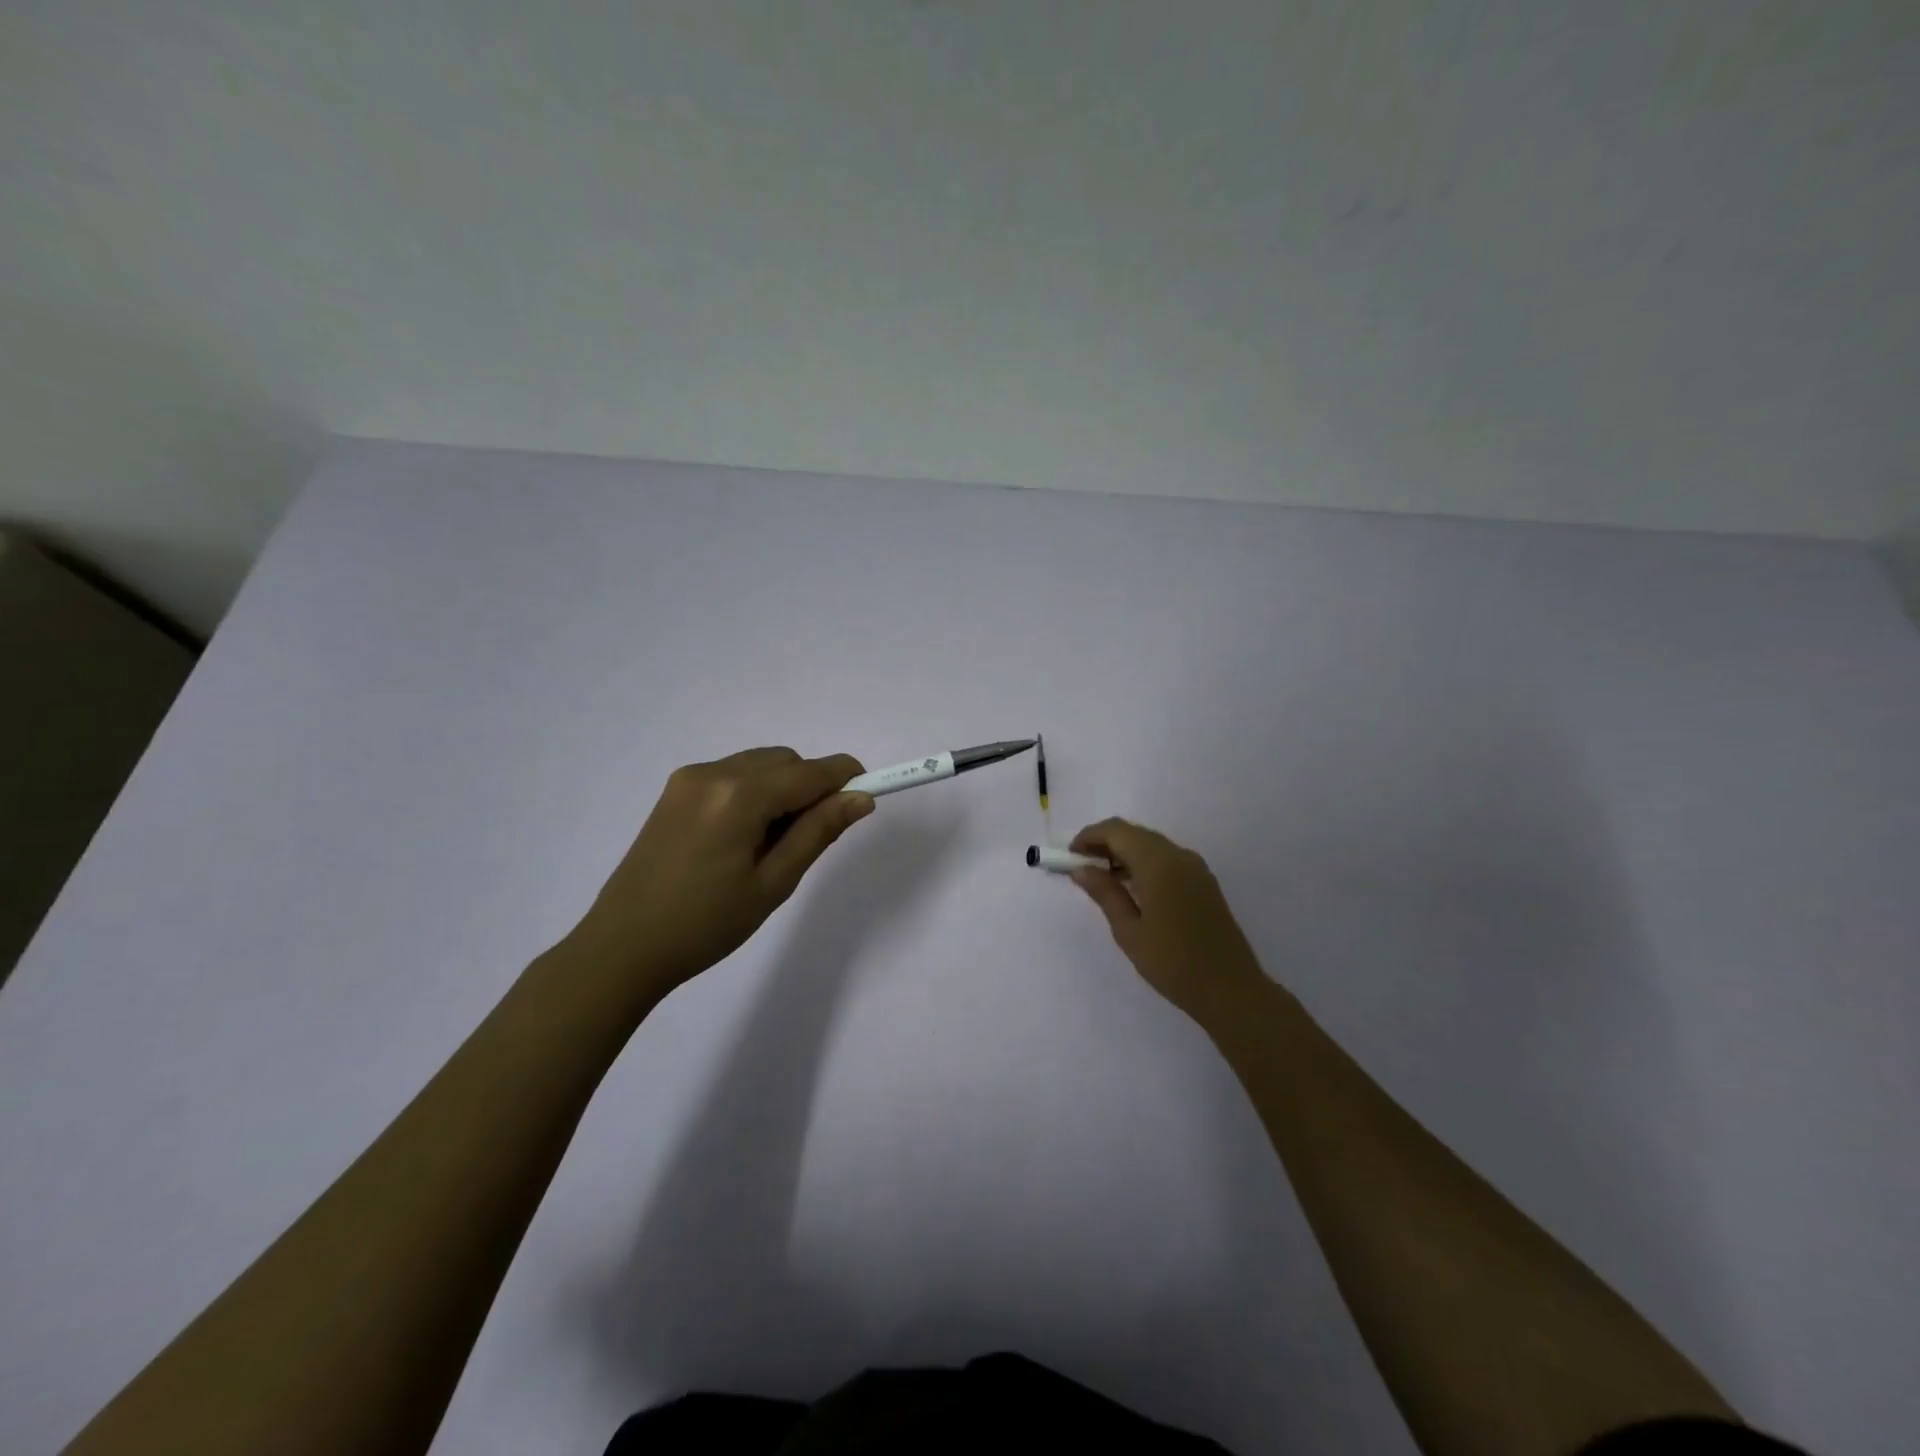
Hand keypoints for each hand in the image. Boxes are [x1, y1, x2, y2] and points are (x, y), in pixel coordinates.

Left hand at [563, 747, 872, 998]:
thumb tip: (861, 798)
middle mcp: (714, 772)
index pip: (810, 771)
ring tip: (771, 845)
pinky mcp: (675, 791)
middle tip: (809, 840)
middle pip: (785, 761)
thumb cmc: (706, 924)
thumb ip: (819, 832)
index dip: (846, 778)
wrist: (622, 948)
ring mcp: (689, 778)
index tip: (867, 798)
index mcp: (739, 795)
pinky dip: (754, 793)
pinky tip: (743, 838)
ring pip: (759, 765)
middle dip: (811, 788)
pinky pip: (733, 775)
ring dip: (782, 790)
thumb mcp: (773, 883)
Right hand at [1067, 818, 1268, 1022]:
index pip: (1116, 831)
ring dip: (1124, 852)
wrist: (1231, 990)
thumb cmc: (1173, 963)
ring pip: (1151, 844)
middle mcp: (1179, 855)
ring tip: (1102, 879)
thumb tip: (1080, 869)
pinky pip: (1166, 858)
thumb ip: (1104, 893)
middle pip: (1134, 833)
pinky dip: (1143, 862)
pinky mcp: (1204, 881)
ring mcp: (1195, 867)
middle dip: (1104, 843)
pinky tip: (1132, 888)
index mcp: (1158, 863)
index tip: (1069, 856)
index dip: (1089, 836)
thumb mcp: (1129, 931)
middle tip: (1081, 867)